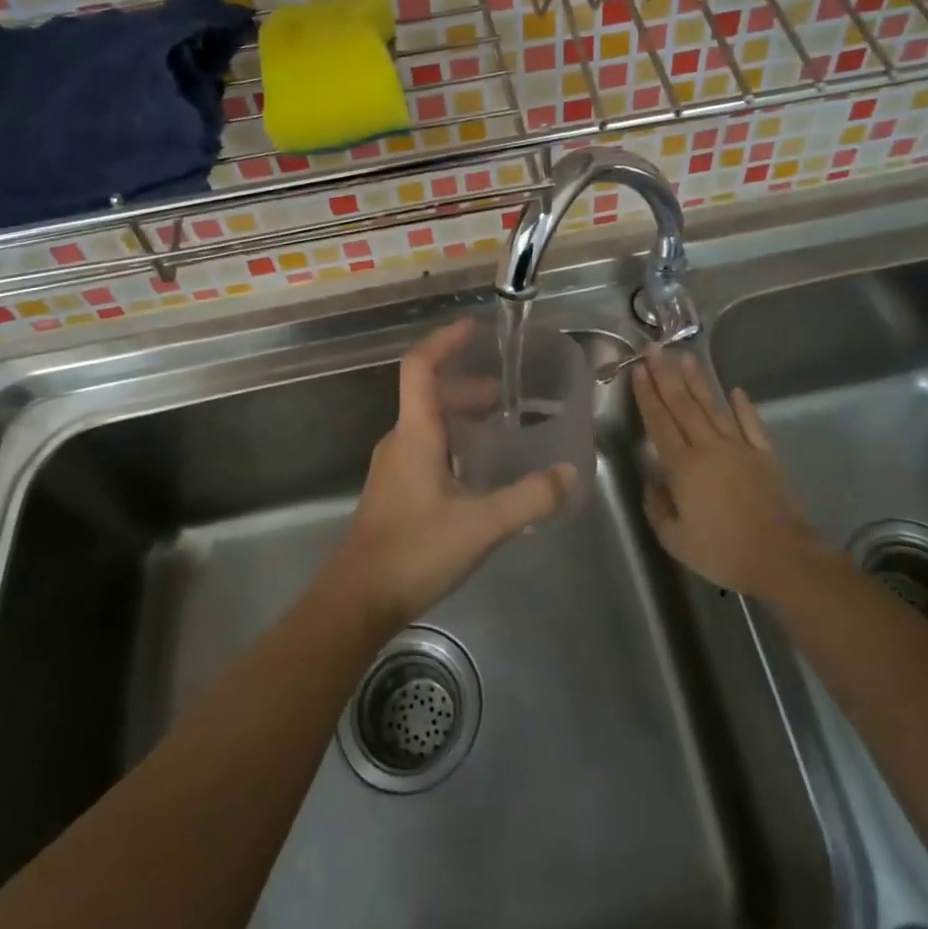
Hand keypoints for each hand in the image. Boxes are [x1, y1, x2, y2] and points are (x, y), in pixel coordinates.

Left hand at [327, 319, 573, 631]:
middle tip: (506, 395)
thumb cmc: (415, 550)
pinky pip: (426, 448)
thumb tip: (569, 474)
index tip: (472, 328)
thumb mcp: (481, 524)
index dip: (444, 342)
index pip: (420, 367)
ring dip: (461, 417)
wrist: (358, 600)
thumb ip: (529, 498)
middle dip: (467, 387)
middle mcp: (400, 441)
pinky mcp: (395, 491)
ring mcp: (393, 467)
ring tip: (499, 429)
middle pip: (429, 396)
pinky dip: (454, 443)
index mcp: (415, 434)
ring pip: (428, 425)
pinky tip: (478, 472)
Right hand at [634, 347, 826, 599]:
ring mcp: (739, 448)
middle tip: (654, 348)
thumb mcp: (675, 540)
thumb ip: (657, 507)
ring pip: (713, 407)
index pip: (659, 423)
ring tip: (685, 356)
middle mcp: (708, 448)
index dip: (647, 395)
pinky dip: (743, 407)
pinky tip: (735, 390)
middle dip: (666, 375)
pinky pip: (751, 425)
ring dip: (698, 381)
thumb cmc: (723, 552)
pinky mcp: (765, 455)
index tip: (638, 369)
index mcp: (683, 467)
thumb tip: (653, 482)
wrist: (782, 558)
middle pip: (683, 405)